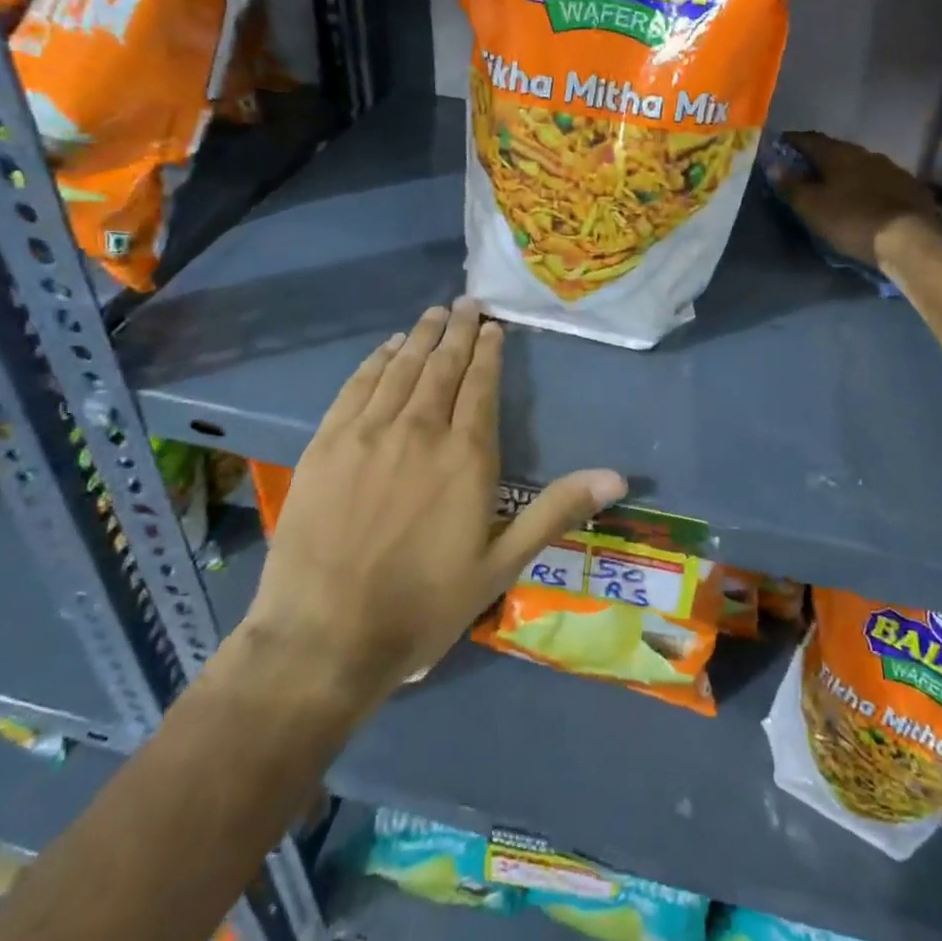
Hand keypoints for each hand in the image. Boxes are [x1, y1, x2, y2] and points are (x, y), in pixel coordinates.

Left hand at [239, 299, 625, 714]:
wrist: (325, 637)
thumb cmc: (423, 605)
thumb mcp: (502, 565)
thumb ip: (556, 512)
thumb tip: (617, 477)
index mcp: (465, 455)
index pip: (480, 384)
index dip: (489, 351)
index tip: (494, 327)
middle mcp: (419, 429)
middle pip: (442, 365)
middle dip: (458, 330)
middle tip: (466, 303)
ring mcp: (368, 433)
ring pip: (401, 368)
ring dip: (421, 337)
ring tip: (434, 314)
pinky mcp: (327, 444)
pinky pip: (356, 387)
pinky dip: (376, 361)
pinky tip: (387, 348)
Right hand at [769, 131, 941, 270]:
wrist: (910, 238)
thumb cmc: (852, 219)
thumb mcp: (812, 207)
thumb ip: (791, 185)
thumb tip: (772, 165)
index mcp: (838, 153)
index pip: (809, 139)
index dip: (792, 142)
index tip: (779, 147)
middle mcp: (864, 153)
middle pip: (835, 150)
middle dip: (818, 158)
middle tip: (804, 171)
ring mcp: (890, 168)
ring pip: (859, 164)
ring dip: (844, 172)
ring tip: (833, 186)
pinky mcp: (908, 186)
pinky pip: (878, 180)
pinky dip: (864, 185)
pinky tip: (862, 198)